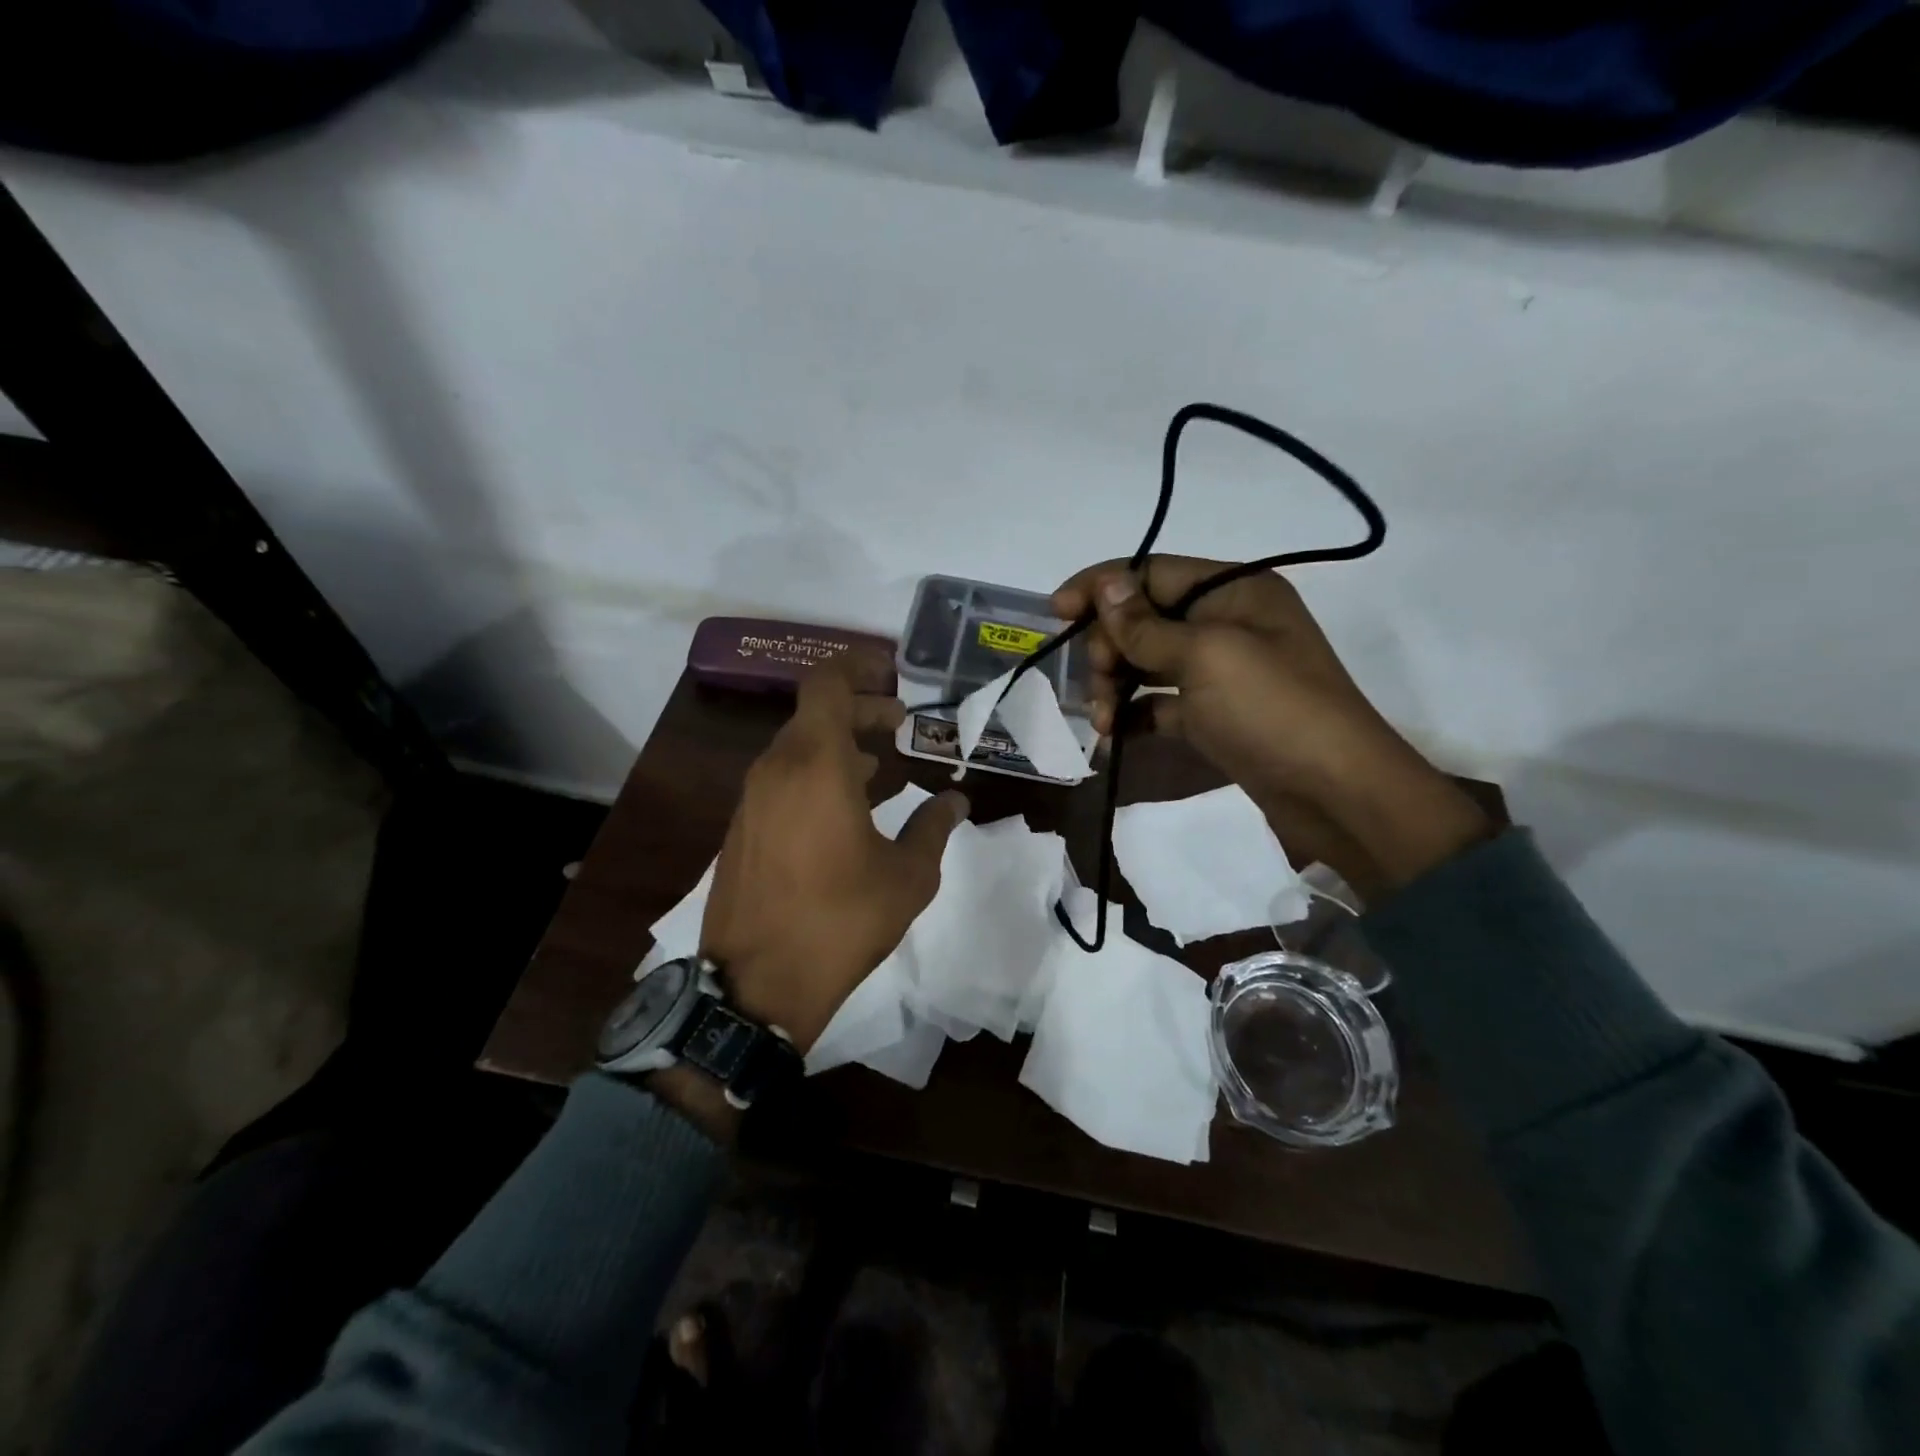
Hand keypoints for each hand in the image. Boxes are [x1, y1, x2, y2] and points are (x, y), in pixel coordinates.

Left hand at [700, 661, 968, 1051]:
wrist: (757, 986)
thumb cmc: (841, 921)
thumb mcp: (907, 876)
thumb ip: (933, 827)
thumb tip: (954, 801)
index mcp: (816, 764)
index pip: (828, 683)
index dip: (858, 666)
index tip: (892, 674)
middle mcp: (777, 769)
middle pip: (816, 714)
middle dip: (860, 711)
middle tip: (901, 727)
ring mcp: (752, 800)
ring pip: (797, 748)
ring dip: (839, 746)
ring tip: (881, 768)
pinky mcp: (742, 829)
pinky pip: (782, 780)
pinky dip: (816, 775)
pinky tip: (846, 809)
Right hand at [1053, 557, 1489, 894]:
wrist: (1334, 792)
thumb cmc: (1271, 708)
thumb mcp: (1205, 656)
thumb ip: (1146, 625)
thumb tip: (1105, 584)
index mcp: (1234, 590)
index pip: (1152, 572)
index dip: (1101, 587)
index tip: (1055, 611)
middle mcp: (1226, 622)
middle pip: (1143, 620)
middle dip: (1109, 649)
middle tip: (1096, 685)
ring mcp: (1220, 672)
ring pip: (1146, 664)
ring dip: (1116, 687)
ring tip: (1103, 723)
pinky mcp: (1213, 715)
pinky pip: (1159, 704)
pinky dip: (1134, 716)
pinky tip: (1113, 738)